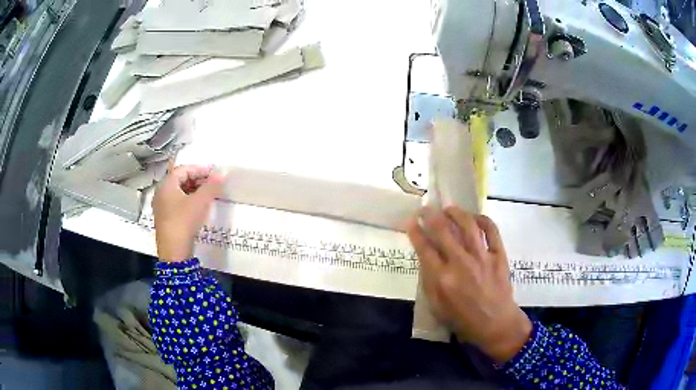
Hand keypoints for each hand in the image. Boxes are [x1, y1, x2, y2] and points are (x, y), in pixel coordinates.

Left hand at [152, 164, 223, 261]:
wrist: (173, 252)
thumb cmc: (184, 221)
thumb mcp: (200, 202)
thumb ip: (211, 186)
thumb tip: (221, 174)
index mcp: (166, 185)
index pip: (183, 169)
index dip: (199, 169)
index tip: (213, 173)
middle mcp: (161, 193)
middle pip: (180, 180)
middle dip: (197, 180)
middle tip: (212, 184)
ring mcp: (161, 207)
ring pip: (179, 192)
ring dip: (193, 190)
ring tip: (208, 195)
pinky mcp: (165, 219)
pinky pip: (177, 203)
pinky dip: (188, 201)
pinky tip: (198, 208)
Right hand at [407, 207, 531, 362]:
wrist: (495, 324)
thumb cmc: (463, 319)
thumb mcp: (437, 307)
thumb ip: (429, 281)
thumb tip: (425, 257)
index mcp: (442, 279)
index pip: (424, 247)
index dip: (415, 231)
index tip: (410, 221)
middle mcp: (461, 263)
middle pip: (443, 230)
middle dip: (430, 215)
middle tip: (425, 208)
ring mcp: (482, 257)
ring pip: (467, 224)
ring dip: (456, 212)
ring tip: (449, 208)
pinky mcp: (499, 255)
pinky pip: (491, 230)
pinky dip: (482, 219)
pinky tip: (474, 218)